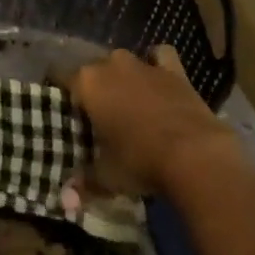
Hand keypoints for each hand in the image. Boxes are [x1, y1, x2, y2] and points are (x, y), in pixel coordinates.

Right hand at [65, 46, 243, 196]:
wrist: (195, 155)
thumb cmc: (140, 161)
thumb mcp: (107, 176)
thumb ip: (84, 182)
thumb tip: (66, 198)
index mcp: (87, 83)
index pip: (60, 75)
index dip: (60, 91)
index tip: (64, 110)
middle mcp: (111, 64)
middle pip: (92, 69)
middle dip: (93, 88)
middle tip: (98, 116)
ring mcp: (143, 64)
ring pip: (122, 62)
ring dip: (122, 77)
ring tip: (127, 102)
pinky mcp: (172, 70)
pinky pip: (160, 56)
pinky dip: (157, 63)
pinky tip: (157, 77)